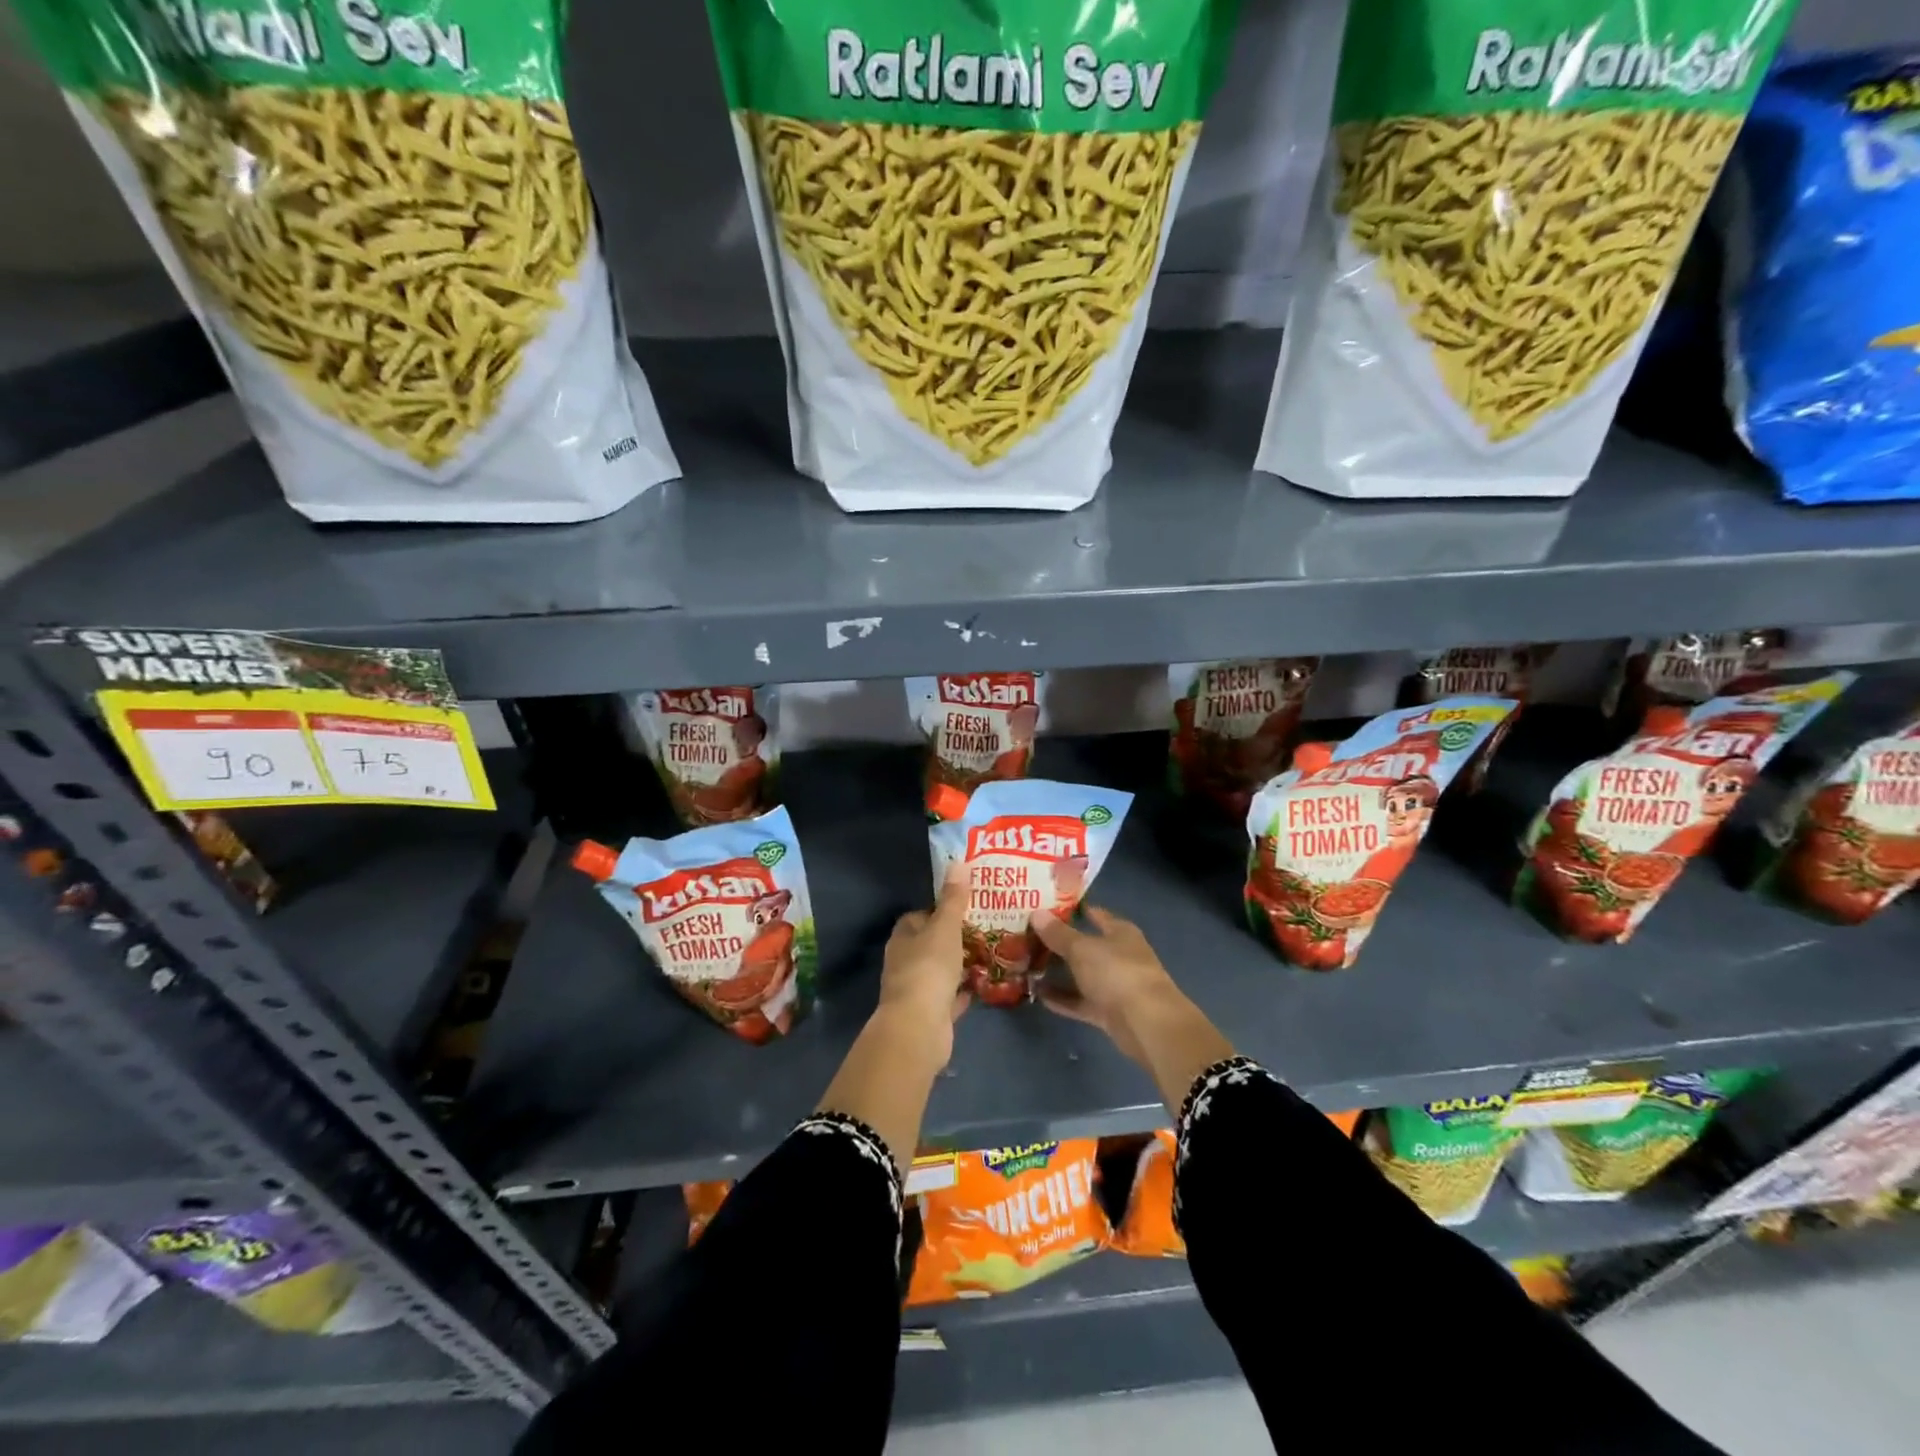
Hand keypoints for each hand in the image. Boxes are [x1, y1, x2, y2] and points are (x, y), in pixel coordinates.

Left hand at [877, 863, 971, 1061]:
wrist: (918, 1028)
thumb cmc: (928, 969)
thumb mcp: (945, 927)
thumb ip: (953, 899)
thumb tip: (957, 861)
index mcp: (903, 938)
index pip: (919, 916)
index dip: (940, 910)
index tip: (966, 906)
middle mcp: (905, 962)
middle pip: (931, 944)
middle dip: (954, 938)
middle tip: (985, 928)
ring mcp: (916, 990)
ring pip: (941, 971)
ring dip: (960, 965)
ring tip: (991, 953)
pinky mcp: (930, 1014)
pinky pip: (950, 997)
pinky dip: (964, 991)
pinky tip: (985, 984)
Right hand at [1031, 905, 1182, 1067]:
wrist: (1147, 1024)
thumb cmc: (1117, 973)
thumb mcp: (1082, 949)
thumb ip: (1058, 933)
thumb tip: (1036, 913)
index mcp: (1120, 932)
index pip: (1095, 914)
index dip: (1072, 910)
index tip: (1045, 907)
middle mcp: (1119, 956)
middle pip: (1085, 945)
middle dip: (1058, 943)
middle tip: (1027, 937)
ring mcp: (1115, 986)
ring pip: (1082, 975)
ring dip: (1058, 973)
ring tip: (1027, 965)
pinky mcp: (1109, 1012)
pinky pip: (1080, 1002)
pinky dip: (1062, 999)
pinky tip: (1038, 995)